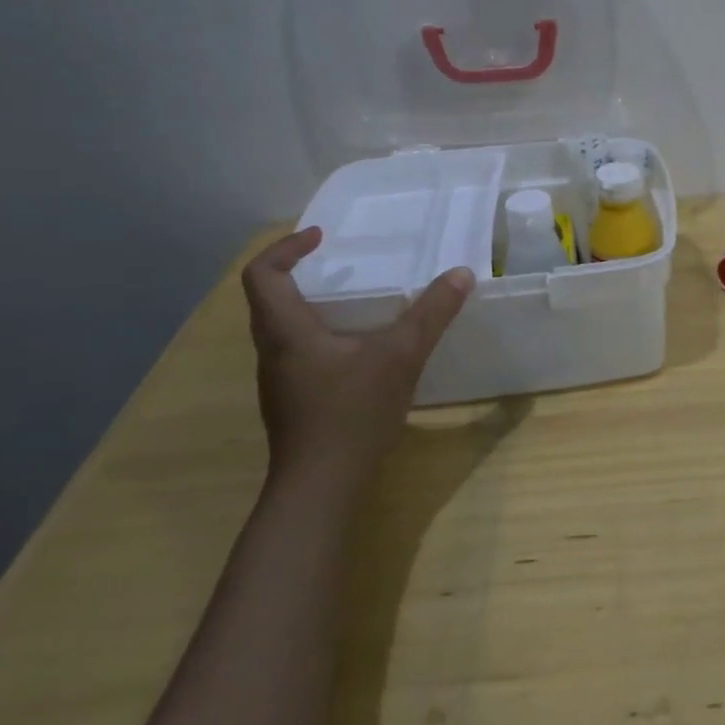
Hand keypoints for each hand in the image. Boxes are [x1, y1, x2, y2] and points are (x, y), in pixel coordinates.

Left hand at [241, 227, 474, 486]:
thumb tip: (461, 274)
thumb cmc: (351, 414)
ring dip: (313, 306)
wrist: (320, 488)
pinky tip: (362, 349)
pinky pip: (301, 352)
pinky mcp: (295, 401)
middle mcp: (273, 351)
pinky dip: (324, 335)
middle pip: (270, 300)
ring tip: (358, 302)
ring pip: (285, 328)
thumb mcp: (400, 356)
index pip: (262, 275)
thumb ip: (431, 314)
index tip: (320, 237)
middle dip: (302, 274)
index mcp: (286, 331)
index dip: (286, 248)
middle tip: (342, 263)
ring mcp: (281, 380)